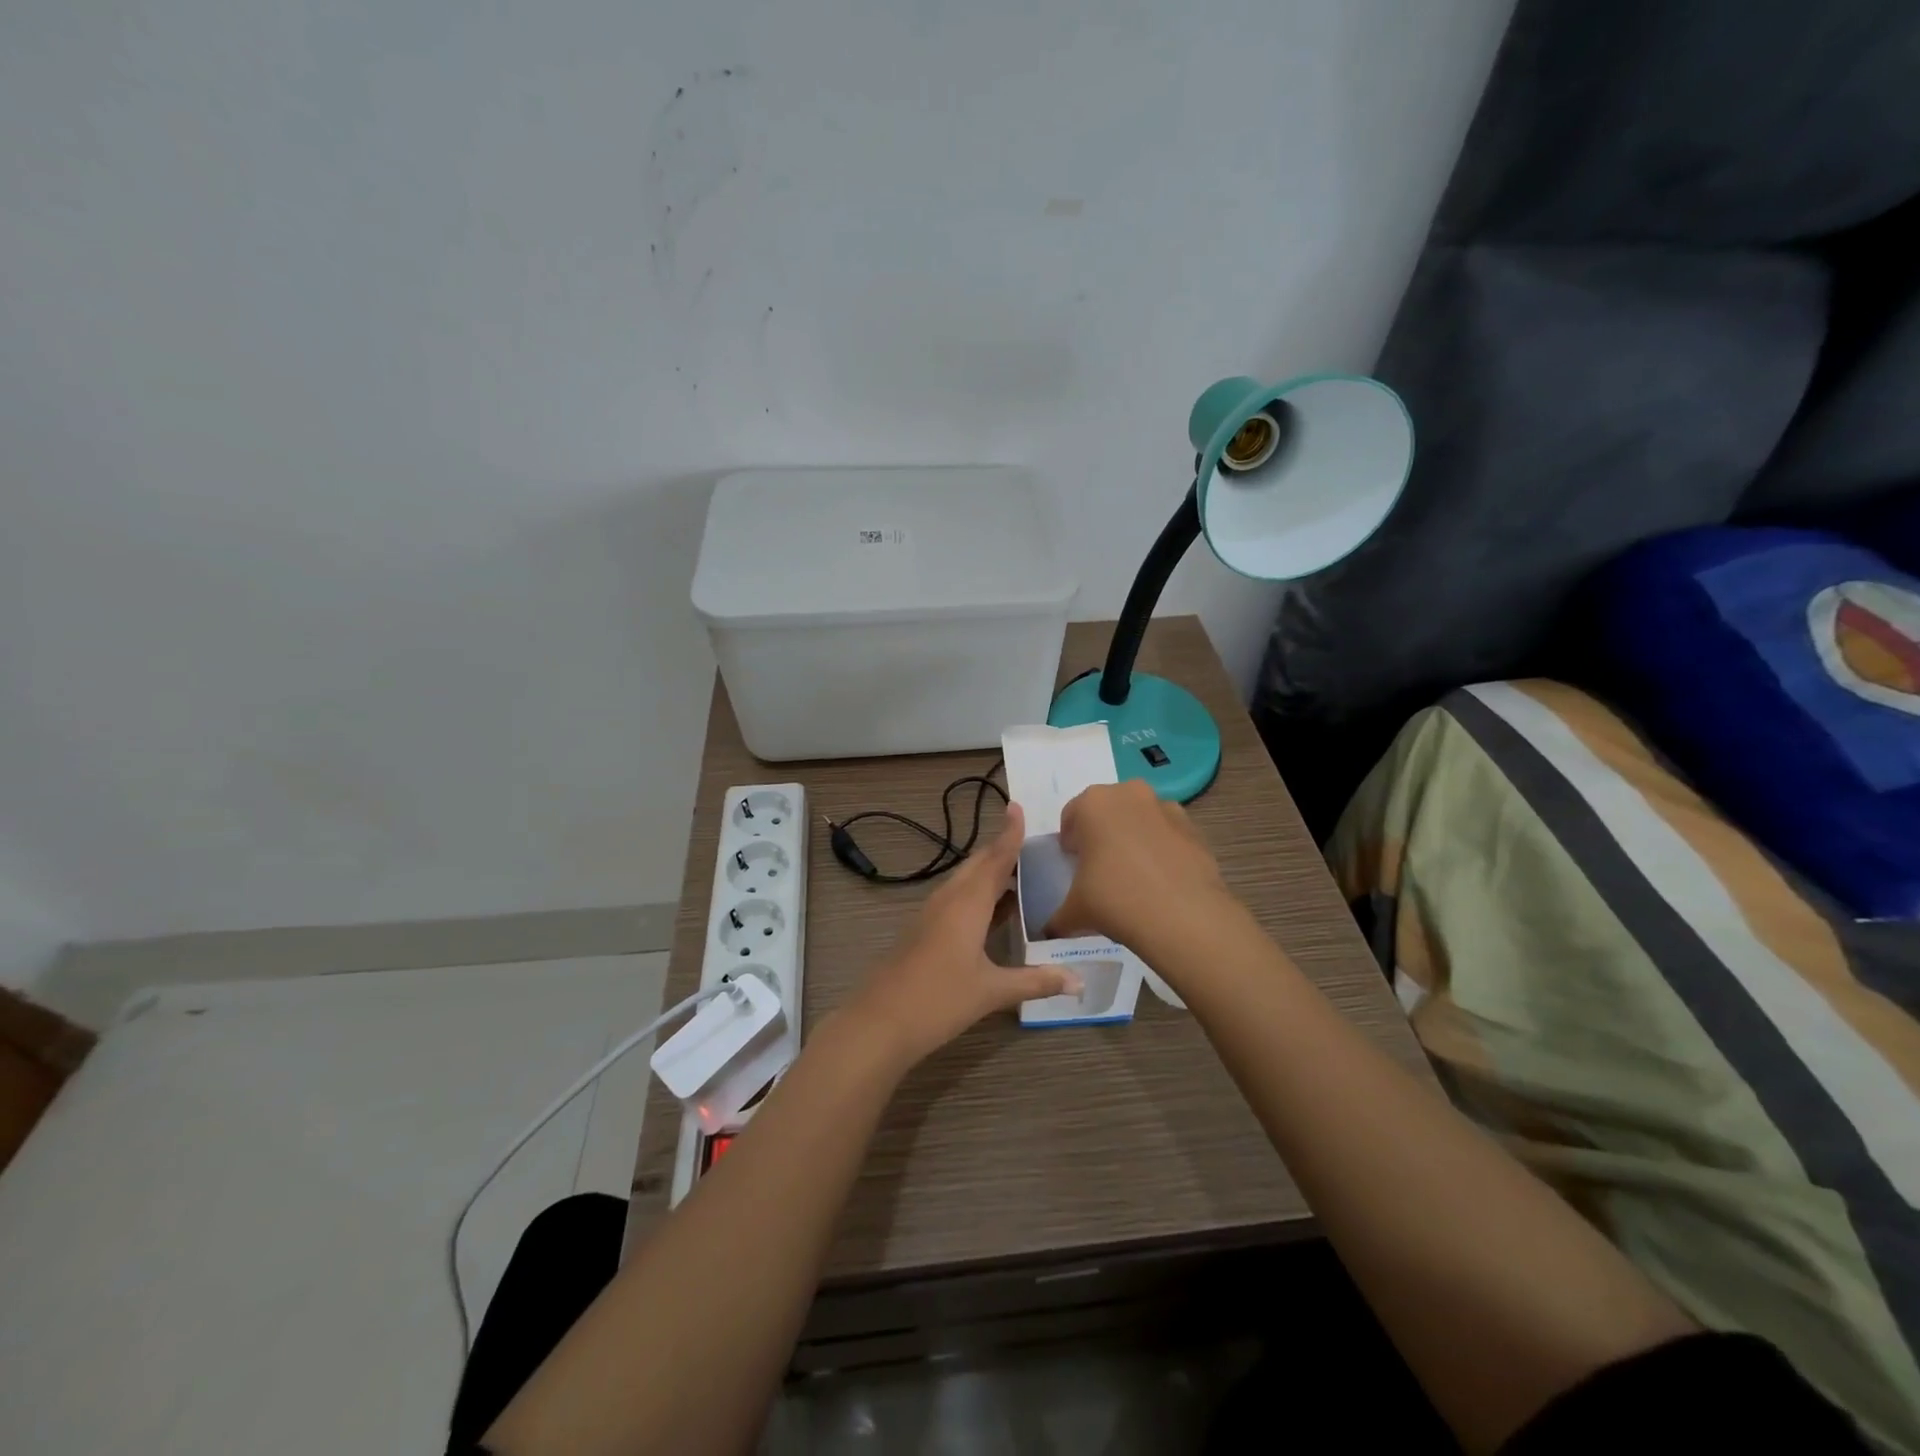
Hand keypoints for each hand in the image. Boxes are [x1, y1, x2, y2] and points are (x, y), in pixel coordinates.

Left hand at [844, 804, 1080, 1068]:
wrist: (880, 1021)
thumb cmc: (939, 999)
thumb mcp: (992, 991)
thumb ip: (1036, 981)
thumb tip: (1079, 982)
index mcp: (968, 903)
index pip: (995, 858)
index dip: (1009, 833)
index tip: (1017, 806)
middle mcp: (949, 899)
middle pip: (979, 864)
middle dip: (1002, 850)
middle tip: (1031, 841)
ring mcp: (932, 914)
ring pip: (965, 881)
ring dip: (990, 872)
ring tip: (1020, 871)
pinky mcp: (924, 930)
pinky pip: (957, 898)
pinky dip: (978, 894)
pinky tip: (993, 910)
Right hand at [1045, 780, 1236, 956]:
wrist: (1183, 915)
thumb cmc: (1115, 899)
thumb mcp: (1075, 911)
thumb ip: (1057, 917)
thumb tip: (1048, 932)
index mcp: (1093, 803)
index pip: (1071, 816)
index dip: (1070, 842)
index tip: (1073, 864)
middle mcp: (1129, 794)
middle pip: (1107, 811)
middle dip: (1101, 834)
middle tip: (1100, 868)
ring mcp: (1166, 807)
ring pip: (1140, 819)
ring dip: (1133, 838)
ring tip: (1134, 876)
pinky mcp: (1194, 828)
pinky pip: (1167, 835)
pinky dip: (1162, 850)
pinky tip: (1160, 881)